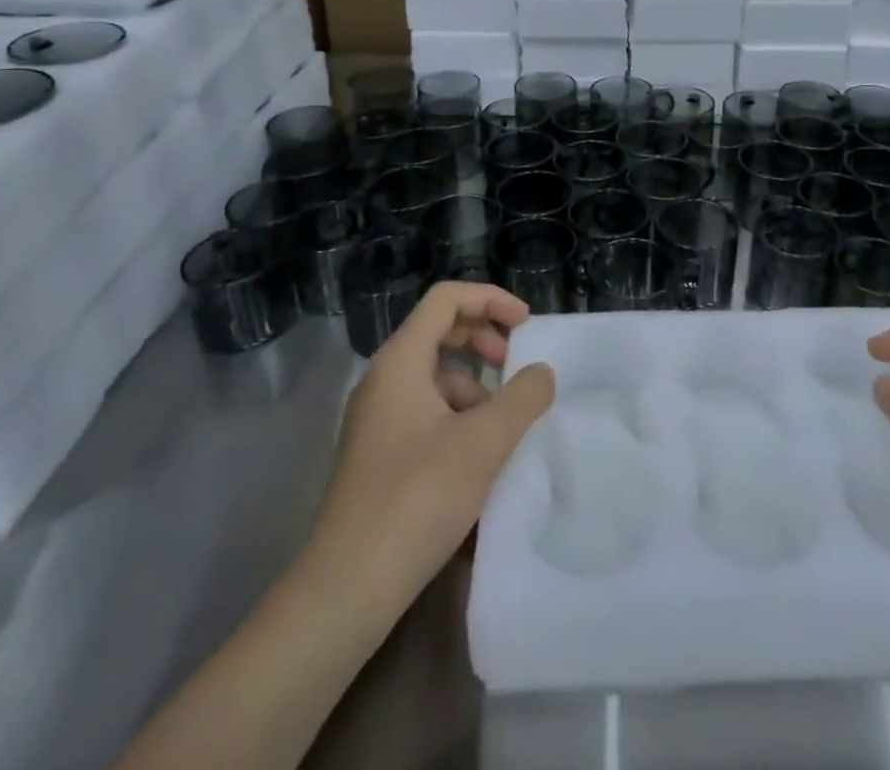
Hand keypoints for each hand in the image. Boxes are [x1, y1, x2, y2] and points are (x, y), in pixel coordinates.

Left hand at [308, 281, 554, 620]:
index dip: (490, 299)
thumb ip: (523, 397)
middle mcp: (384, 381)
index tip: (527, 324)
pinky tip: (479, 460)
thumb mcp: (484, 442)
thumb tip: (541, 374)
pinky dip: (458, 419)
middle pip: (439, 333)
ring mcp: (377, 420)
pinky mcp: (380, 456)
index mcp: (400, 362)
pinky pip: (426, 413)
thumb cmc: (417, 498)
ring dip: (475, 387)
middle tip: (516, 365)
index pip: (446, 299)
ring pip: (435, 378)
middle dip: (484, 340)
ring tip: (503, 428)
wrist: (347, 589)